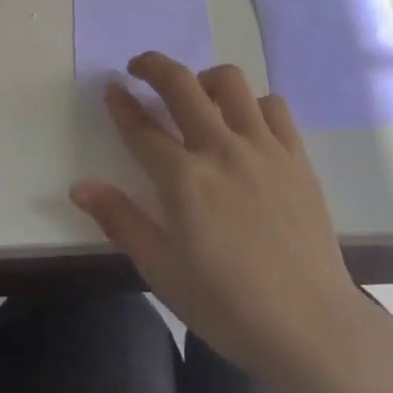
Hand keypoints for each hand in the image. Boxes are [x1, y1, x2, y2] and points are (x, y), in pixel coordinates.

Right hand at [70, 53, 364, 388]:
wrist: (310, 326)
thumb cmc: (228, 307)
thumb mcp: (163, 272)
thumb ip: (122, 221)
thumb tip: (81, 186)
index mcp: (184, 180)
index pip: (142, 129)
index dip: (121, 105)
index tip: (111, 89)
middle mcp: (221, 149)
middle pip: (181, 85)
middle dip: (153, 66)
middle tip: (139, 68)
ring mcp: (263, 147)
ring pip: (230, 82)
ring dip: (204, 79)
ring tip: (197, 95)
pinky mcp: (296, 155)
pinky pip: (274, 106)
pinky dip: (253, 103)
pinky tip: (246, 123)